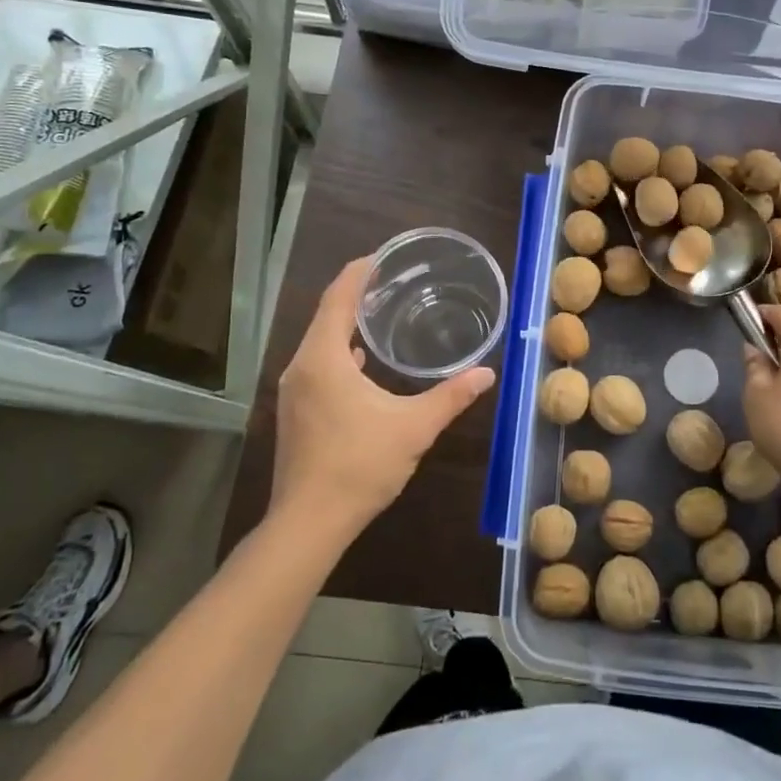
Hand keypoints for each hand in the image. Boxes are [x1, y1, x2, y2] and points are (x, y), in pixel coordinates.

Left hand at [273, 257, 495, 539]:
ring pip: (319, 343)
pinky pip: (316, 365)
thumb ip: (451, 396)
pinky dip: (339, 352)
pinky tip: (363, 362)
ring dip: (346, 325)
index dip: (358, 273)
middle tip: (392, 282)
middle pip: (326, 316)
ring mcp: (293, 391)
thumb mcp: (414, 427)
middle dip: (355, 295)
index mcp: (323, 359)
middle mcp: (300, 367)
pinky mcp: (294, 412)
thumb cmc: (359, 466)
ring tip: (381, 315)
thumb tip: (487, 373)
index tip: (382, 256)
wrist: (308, 524)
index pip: (337, 298)